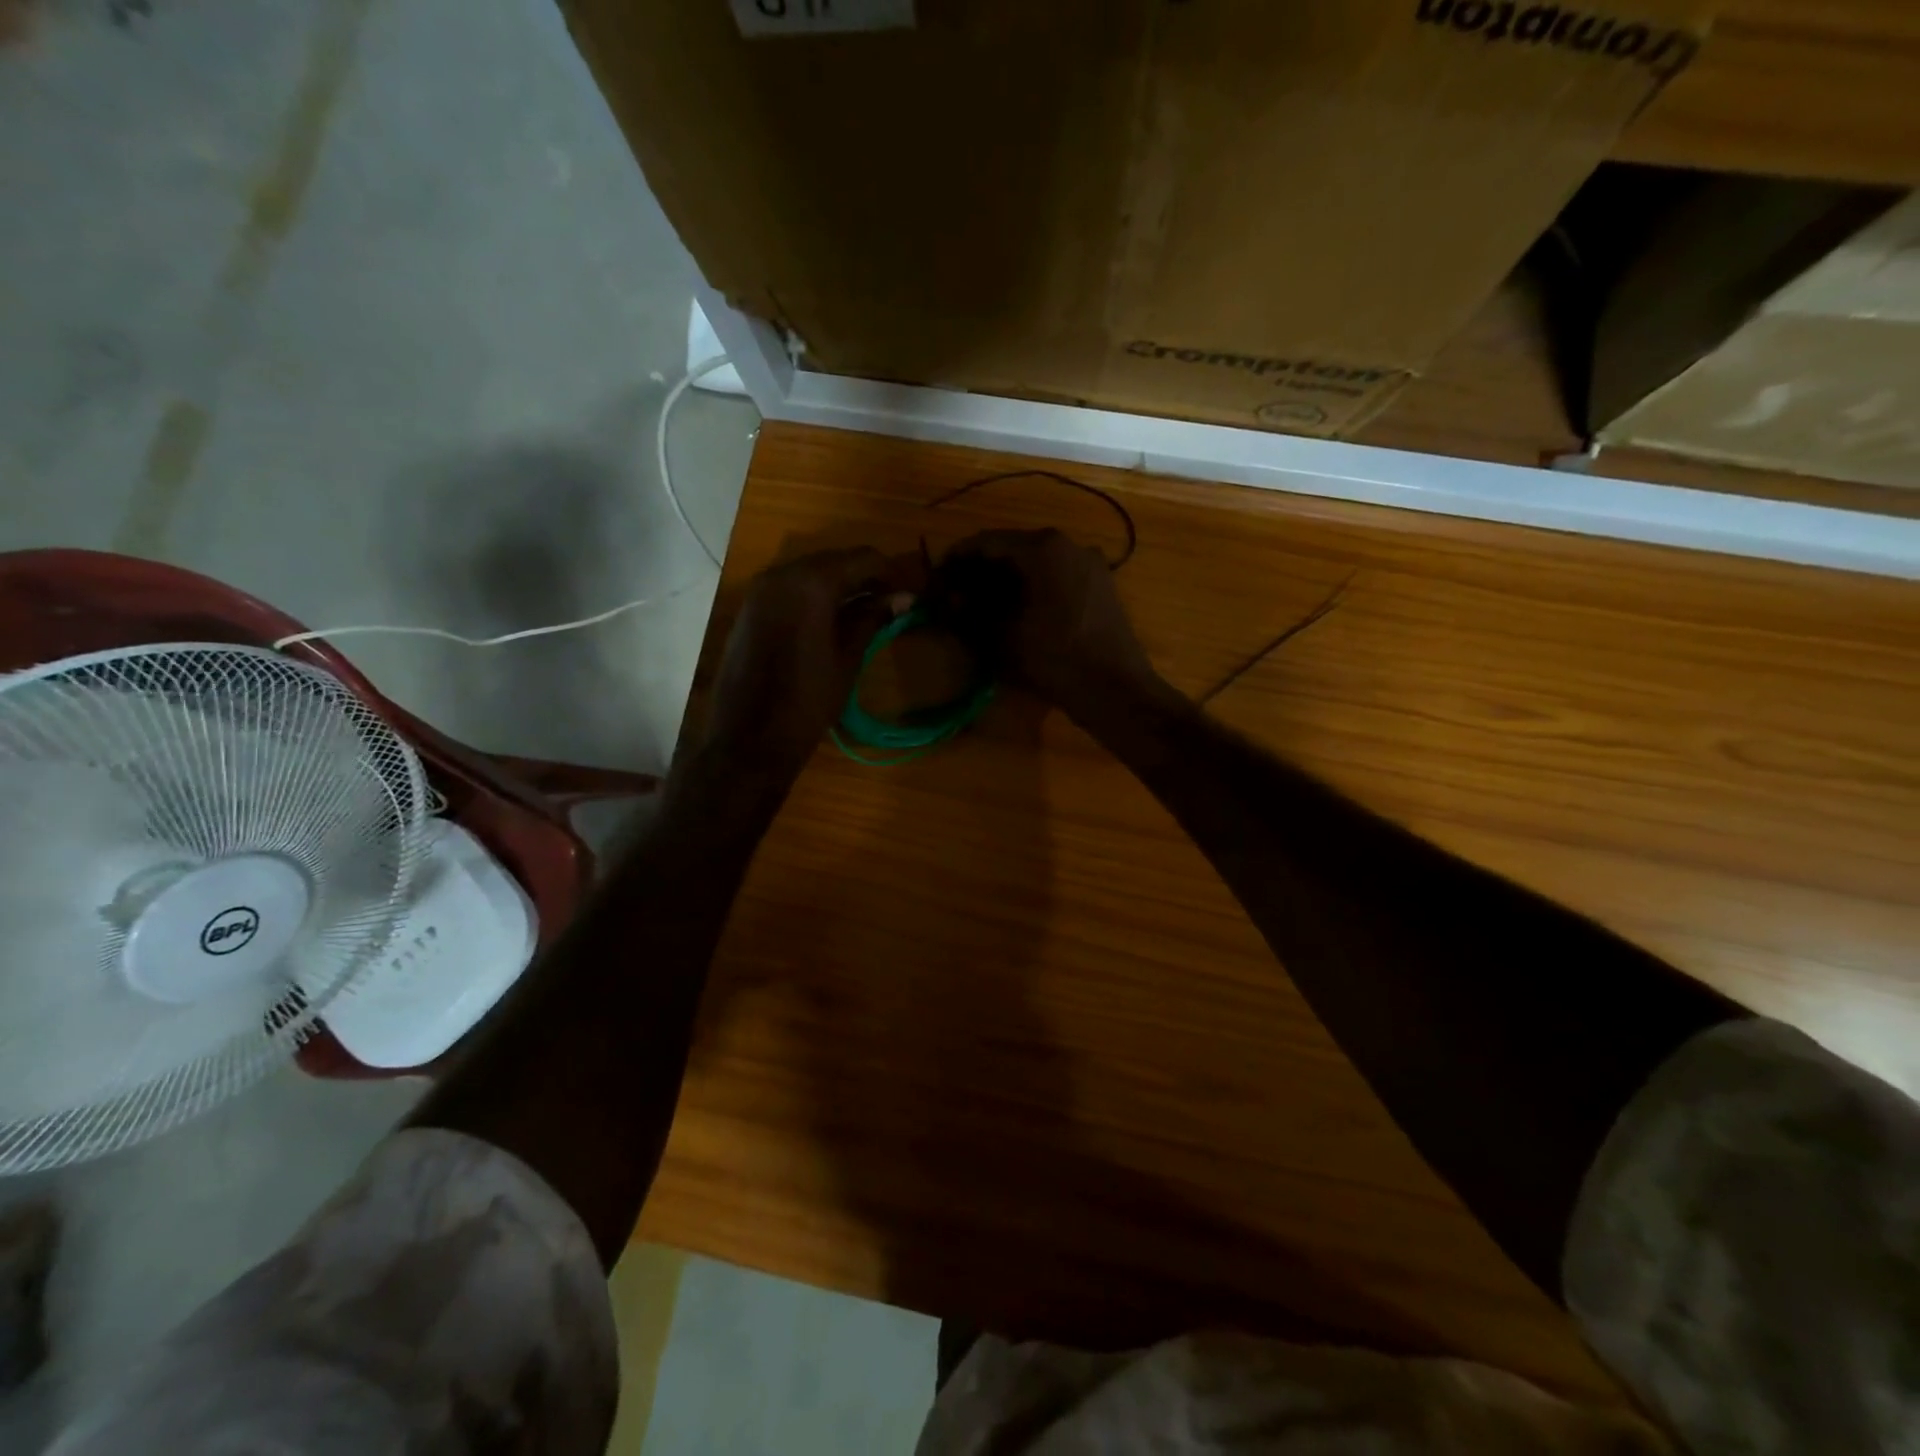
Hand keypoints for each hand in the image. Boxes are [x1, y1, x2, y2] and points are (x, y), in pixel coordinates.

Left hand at [704, 547, 915, 777]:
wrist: (750, 737)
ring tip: (866, 611)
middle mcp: (782, 574)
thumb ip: (872, 619)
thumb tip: (902, 598)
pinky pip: (789, 588)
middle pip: (834, 560)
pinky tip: (831, 619)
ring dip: (839, 585)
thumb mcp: (848, 658)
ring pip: (810, 572)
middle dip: (865, 577)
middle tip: (891, 602)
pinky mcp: (749, 607)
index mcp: (812, 583)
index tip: (910, 592)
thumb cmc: (808, 701)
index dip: (891, 573)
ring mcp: (760, 589)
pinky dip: (814, 595)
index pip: (863, 559)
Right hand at [936, 529, 1157, 707]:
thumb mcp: (1000, 637)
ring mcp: (1089, 563)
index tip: (936, 577)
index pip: (986, 542)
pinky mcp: (1100, 585)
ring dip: (1006, 580)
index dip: (956, 559)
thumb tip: (949, 601)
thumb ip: (969, 613)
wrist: (1115, 689)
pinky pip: (1056, 577)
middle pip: (1012, 549)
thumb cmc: (1053, 659)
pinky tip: (1016, 611)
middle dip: (981, 570)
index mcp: (1043, 547)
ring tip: (982, 605)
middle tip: (956, 594)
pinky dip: (1032, 587)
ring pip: (1036, 563)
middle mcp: (1068, 544)